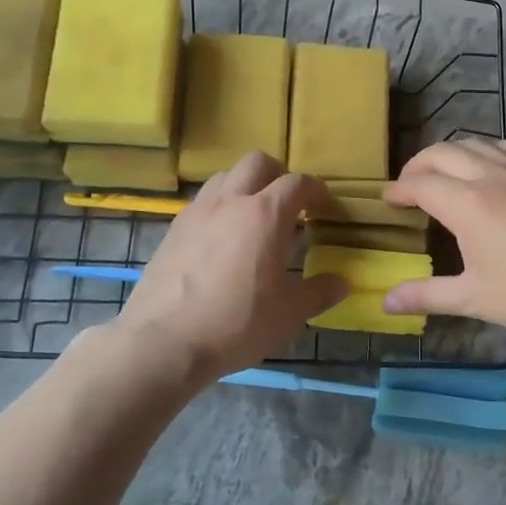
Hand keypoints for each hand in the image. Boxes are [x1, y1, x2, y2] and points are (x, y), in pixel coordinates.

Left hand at [114, 153, 348, 387]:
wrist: (163, 342)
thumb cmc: (237, 324)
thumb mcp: (289, 314)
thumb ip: (318, 293)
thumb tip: (341, 283)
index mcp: (265, 214)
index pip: (298, 183)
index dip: (317, 191)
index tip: (326, 208)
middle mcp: (231, 201)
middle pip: (258, 162)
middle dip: (279, 175)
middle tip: (290, 204)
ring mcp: (197, 212)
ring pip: (225, 177)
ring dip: (245, 186)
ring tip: (254, 217)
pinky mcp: (173, 230)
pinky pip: (202, 203)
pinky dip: (219, 208)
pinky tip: (222, 241)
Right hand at [383, 138, 505, 345]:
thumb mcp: (472, 298)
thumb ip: (426, 294)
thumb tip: (386, 302)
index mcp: (468, 205)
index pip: (421, 184)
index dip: (399, 190)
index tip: (389, 201)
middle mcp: (491, 176)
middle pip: (443, 153)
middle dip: (418, 166)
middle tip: (410, 187)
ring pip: (476, 143)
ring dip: (451, 154)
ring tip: (443, 173)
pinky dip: (493, 149)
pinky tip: (492, 164)